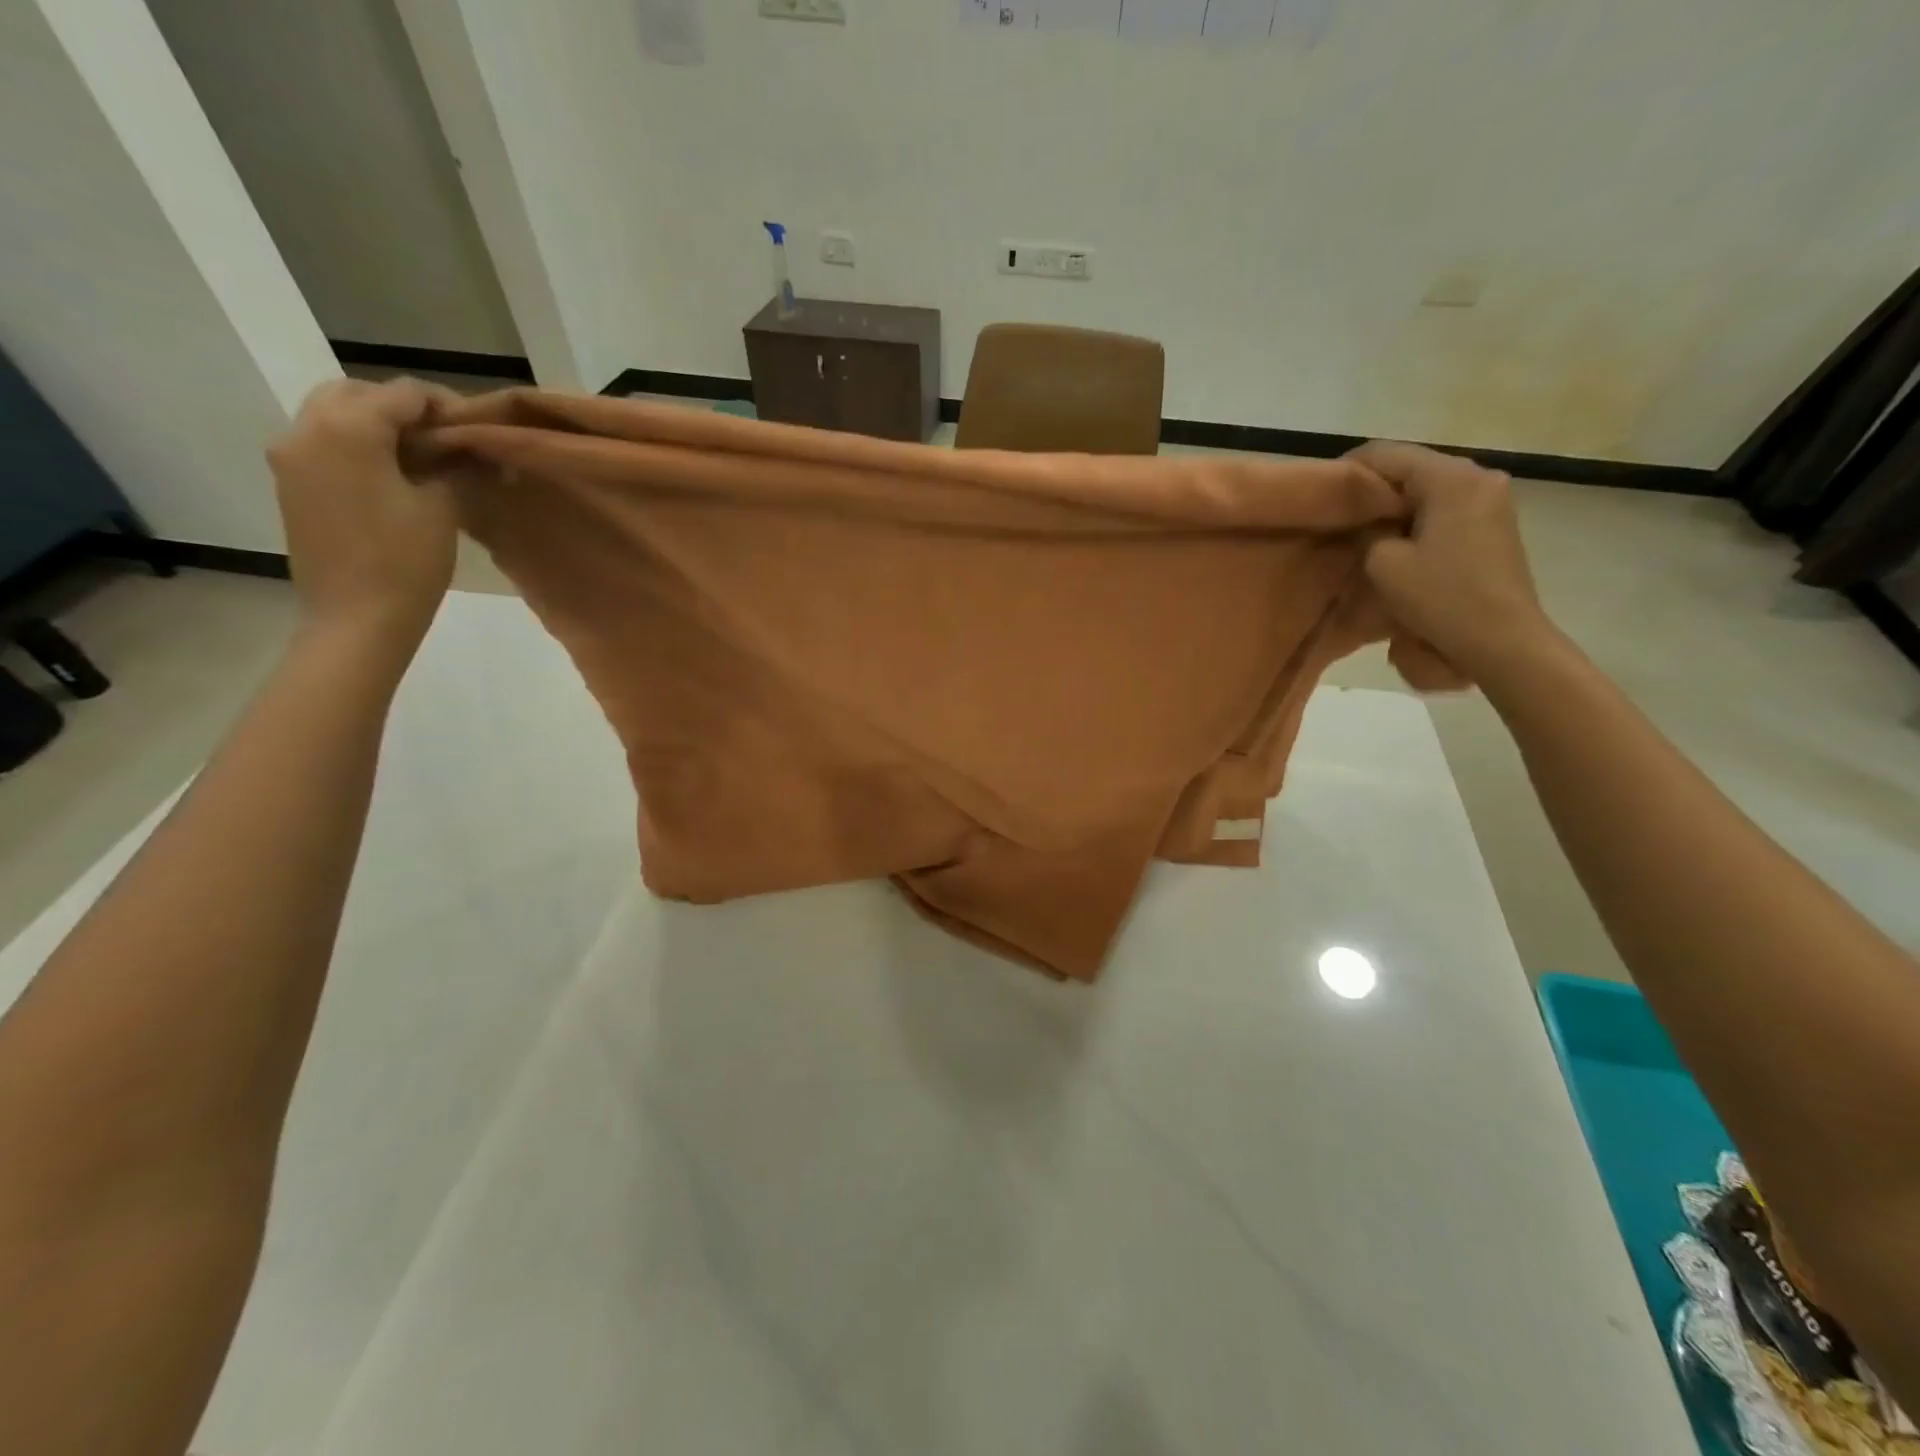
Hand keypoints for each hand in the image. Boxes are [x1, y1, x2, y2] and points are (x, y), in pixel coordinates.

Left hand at [268, 378, 459, 647]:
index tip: (477, 428)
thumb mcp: (443, 507)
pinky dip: (357, 446)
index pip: (401, 393)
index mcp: (348, 428)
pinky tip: (393, 477)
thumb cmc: (406, 562)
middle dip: (402, 408)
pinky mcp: (290, 484)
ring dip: (377, 425)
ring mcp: (290, 457)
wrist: (357, 619)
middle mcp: (307, 430)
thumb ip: (452, 465)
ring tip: (422, 459)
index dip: (443, 405)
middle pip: (356, 393)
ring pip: (333, 415)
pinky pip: (323, 444)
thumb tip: (469, 448)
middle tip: (445, 439)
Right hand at [1350, 441, 1560, 681]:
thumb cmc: (1440, 597)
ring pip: (1428, 491)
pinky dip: (1416, 521)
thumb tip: (1365, 524)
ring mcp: (1492, 501)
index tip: (1320, 496)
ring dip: (1394, 509)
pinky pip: (1444, 510)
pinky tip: (1396, 546)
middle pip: (1411, 469)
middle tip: (1337, 517)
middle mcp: (1478, 477)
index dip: (1347, 471)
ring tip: (1362, 534)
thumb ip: (1366, 532)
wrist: (1502, 640)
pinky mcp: (1495, 525)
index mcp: (1451, 477)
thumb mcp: (1382, 563)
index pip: (1386, 454)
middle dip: (1373, 491)